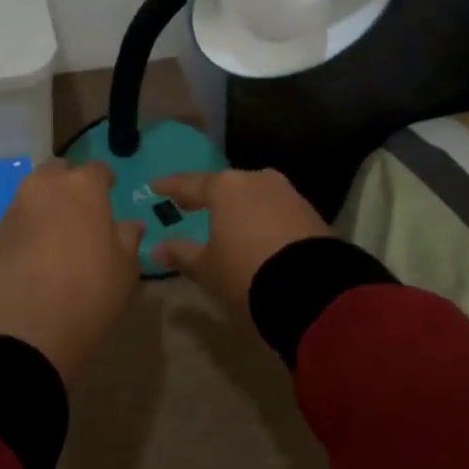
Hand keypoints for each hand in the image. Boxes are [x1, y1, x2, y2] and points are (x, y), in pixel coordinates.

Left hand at [0, 159, 143, 385]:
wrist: (28, 326)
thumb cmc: (90, 290)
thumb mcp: (125, 268)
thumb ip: (128, 238)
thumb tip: (130, 225)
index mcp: (83, 186)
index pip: (97, 169)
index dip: (105, 180)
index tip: (110, 192)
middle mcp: (46, 186)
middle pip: (58, 172)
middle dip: (69, 183)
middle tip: (81, 209)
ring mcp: (16, 208)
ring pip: (34, 193)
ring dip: (47, 204)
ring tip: (58, 231)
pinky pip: (19, 218)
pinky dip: (29, 226)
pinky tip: (37, 252)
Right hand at [150, 168, 328, 312]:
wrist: (312, 288)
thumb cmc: (246, 272)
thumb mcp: (207, 269)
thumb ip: (181, 254)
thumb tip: (157, 247)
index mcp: (225, 187)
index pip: (190, 183)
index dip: (171, 186)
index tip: (156, 186)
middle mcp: (255, 180)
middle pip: (224, 185)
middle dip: (207, 195)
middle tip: (189, 202)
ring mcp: (286, 192)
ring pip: (253, 194)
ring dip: (238, 205)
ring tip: (226, 218)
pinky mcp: (309, 210)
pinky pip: (275, 208)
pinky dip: (261, 216)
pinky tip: (256, 230)